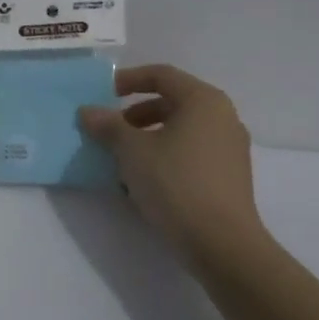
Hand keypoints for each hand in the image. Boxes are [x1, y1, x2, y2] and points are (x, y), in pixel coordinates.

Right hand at [79, 65, 267, 264]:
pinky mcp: (230, 176)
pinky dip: (165, 156)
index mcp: (203, 100)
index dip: (128, 80)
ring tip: (121, 160)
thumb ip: (108, 126)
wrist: (222, 243)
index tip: (103, 94)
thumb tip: (88, 111)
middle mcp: (223, 117)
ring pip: (181, 130)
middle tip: (109, 131)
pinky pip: (191, 153)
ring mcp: (230, 148)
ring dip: (147, 138)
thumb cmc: (176, 183)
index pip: (161, 75)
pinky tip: (144, 182)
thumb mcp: (131, 151)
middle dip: (135, 114)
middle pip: (172, 102)